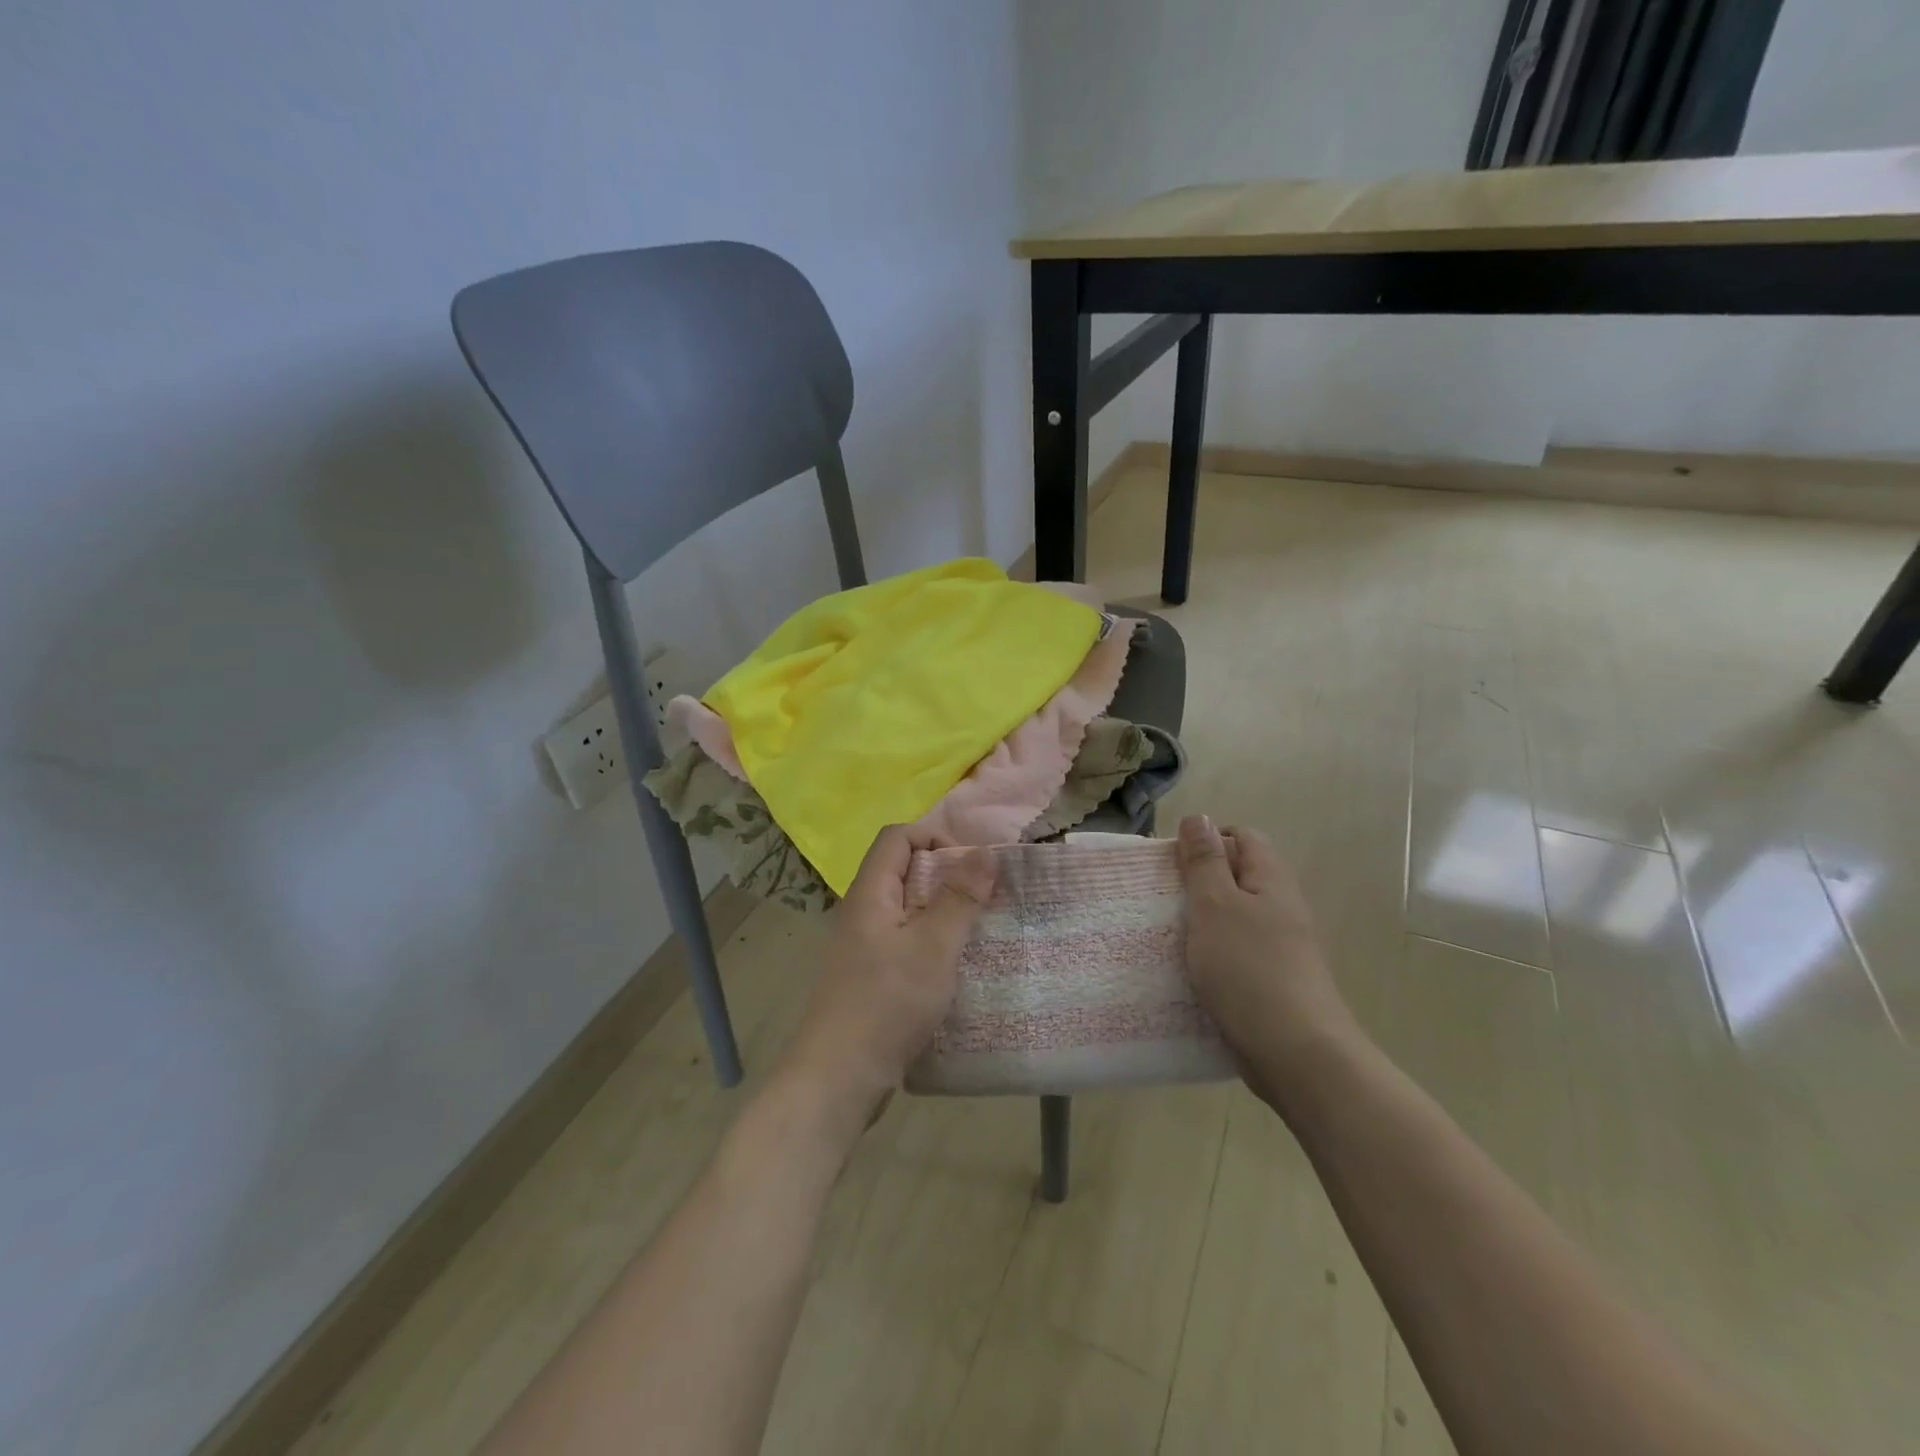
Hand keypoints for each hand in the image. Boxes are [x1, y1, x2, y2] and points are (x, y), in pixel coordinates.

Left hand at [781, 825, 995, 1139]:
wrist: (838, 1078)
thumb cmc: (887, 1003)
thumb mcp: (933, 946)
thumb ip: (959, 897)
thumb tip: (983, 851)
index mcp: (870, 892)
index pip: (897, 836)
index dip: (935, 837)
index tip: (972, 865)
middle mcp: (861, 911)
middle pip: (903, 870)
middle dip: (946, 876)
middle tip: (984, 898)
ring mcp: (861, 946)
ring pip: (906, 909)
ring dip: (942, 912)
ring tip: (977, 931)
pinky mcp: (868, 977)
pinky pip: (903, 941)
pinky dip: (931, 942)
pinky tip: (954, 967)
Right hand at [1176, 815, 1357, 1102]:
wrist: (1296, 1054)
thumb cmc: (1249, 969)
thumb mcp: (1215, 906)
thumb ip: (1204, 861)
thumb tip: (1199, 817)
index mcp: (1270, 880)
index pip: (1242, 837)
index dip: (1207, 840)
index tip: (1172, 863)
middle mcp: (1281, 907)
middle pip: (1237, 877)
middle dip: (1197, 882)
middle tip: (1162, 899)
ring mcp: (1280, 947)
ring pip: (1234, 918)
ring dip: (1201, 921)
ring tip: (1166, 935)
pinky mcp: (1272, 981)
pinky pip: (1236, 953)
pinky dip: (1211, 955)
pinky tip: (1188, 971)